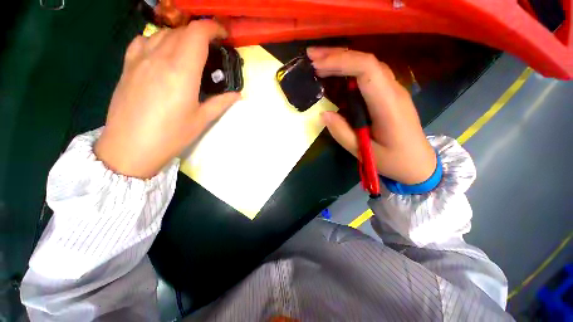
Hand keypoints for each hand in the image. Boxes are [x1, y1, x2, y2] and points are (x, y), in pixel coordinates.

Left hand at [95, 20, 239, 178]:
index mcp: (181, 72)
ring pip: (163, 33)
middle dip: (200, 33)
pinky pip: (143, 40)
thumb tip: (237, 94)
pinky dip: (157, 39)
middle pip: (182, 31)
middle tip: (211, 48)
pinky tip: (163, 51)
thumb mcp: (201, 120)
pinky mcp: (127, 66)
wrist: (129, 147)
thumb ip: (221, 103)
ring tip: (190, 51)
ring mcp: (139, 59)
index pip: (197, 34)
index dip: (212, 28)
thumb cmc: (171, 136)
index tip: (223, 34)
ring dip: (181, 36)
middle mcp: (159, 58)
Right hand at [307, 47, 435, 184]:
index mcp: (388, 105)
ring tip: (319, 62)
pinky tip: (336, 73)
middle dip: (337, 55)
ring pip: (368, 65)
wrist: (418, 163)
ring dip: (343, 60)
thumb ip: (341, 132)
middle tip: (311, 56)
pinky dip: (349, 70)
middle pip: (366, 61)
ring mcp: (393, 91)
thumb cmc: (393, 160)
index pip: (367, 69)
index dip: (341, 62)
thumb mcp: (363, 152)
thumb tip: (323, 113)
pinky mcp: (389, 95)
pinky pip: (369, 75)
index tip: (317, 66)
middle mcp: (393, 91)